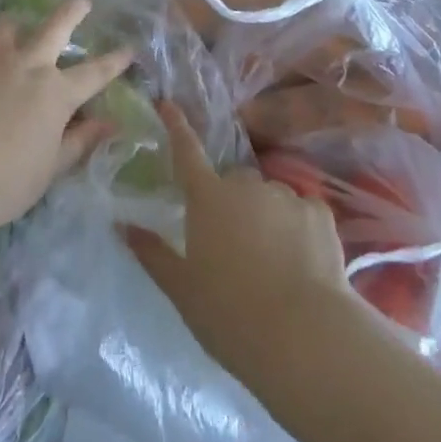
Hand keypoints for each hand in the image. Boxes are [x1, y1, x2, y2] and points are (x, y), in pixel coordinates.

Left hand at [0, 0, 134, 230]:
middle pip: (56, 26)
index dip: (114, 61)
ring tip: (12, 29)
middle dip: (72, 11)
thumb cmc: (6, 182)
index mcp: (55, 93)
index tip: (128, 48)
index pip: (94, 73)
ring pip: (8, 24)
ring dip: (14, 27)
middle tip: (81, 2)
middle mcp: (28, 64)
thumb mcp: (51, 168)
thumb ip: (80, 141)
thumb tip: (110, 123)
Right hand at [125, 103, 347, 385]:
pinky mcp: (319, 213)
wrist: (304, 338)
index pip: (186, 151)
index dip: (176, 125)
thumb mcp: (182, 290)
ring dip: (265, 216)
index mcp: (207, 197)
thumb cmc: (231, 315)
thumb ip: (152, 253)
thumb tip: (121, 225)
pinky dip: (299, 228)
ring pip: (269, 196)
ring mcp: (284, 195)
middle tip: (233, 246)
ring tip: (272, 263)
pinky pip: (302, 211)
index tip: (167, 103)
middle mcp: (245, 184)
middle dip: (232, 203)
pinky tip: (303, 262)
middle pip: (234, 182)